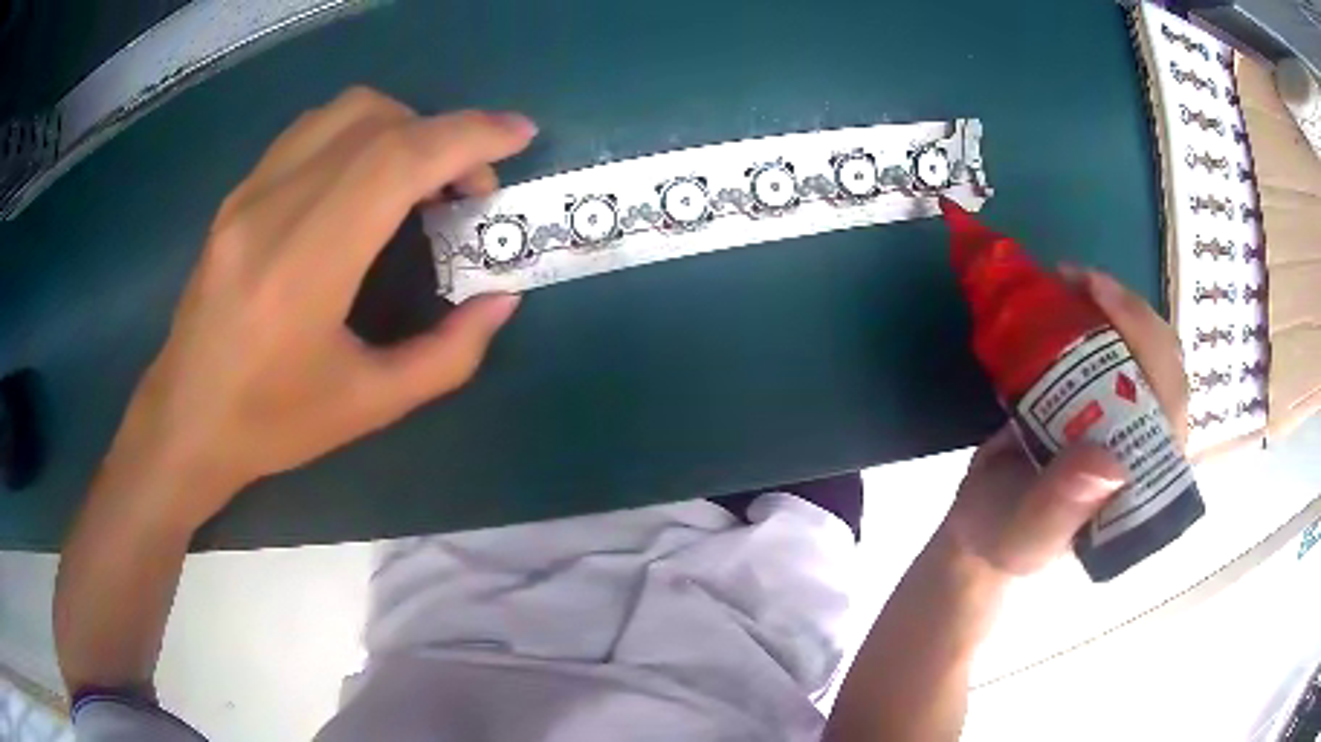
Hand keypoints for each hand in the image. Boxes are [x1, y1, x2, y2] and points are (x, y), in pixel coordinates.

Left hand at [105, 87, 536, 527]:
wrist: (185, 420)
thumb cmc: (272, 424)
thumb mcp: (370, 406)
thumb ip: (449, 354)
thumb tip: (501, 299)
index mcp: (304, 265)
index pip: (396, 159)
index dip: (468, 135)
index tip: (518, 137)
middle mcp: (272, 208)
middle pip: (377, 121)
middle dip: (445, 135)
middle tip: (467, 187)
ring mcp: (249, 192)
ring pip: (343, 112)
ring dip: (402, 126)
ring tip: (420, 178)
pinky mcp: (238, 192)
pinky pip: (312, 130)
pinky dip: (360, 133)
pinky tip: (366, 179)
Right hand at [943, 268, 1189, 575]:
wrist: (982, 528)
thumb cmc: (1005, 540)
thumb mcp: (1025, 536)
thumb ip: (1060, 511)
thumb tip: (1110, 463)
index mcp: (1145, 481)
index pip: (1171, 402)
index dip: (1147, 342)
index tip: (1099, 297)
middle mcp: (1148, 442)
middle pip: (1163, 362)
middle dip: (1128, 311)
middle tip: (1075, 279)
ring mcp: (1128, 417)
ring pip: (1143, 347)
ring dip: (1112, 305)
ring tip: (1067, 280)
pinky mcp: (1105, 400)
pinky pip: (1116, 347)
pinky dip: (1094, 313)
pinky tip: (1065, 294)